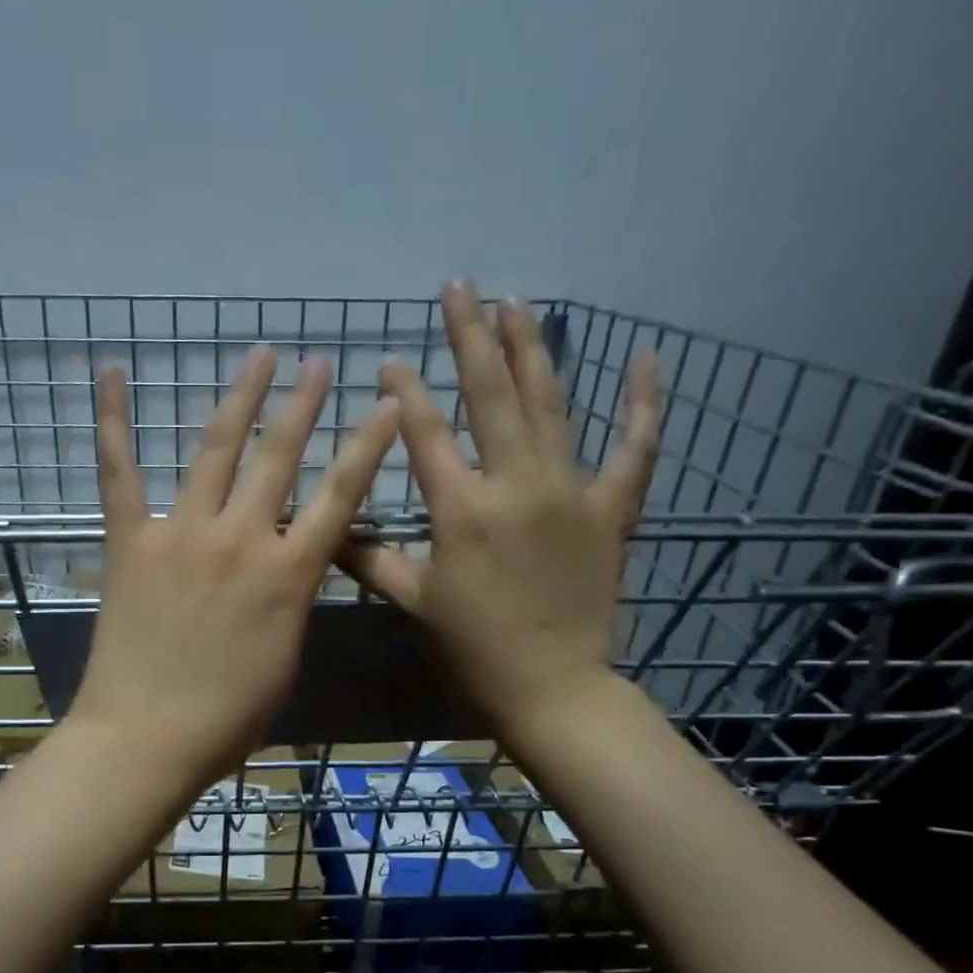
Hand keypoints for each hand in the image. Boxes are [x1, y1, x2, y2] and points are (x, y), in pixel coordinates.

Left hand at [70, 347, 399, 788]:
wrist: (148, 737)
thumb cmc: (228, 716)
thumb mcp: (284, 656)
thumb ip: (291, 600)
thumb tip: (290, 565)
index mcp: (289, 576)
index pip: (341, 496)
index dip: (367, 446)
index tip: (386, 404)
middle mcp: (242, 539)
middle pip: (280, 457)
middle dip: (304, 405)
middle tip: (318, 363)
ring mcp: (182, 534)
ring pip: (217, 449)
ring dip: (242, 397)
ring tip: (260, 354)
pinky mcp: (131, 541)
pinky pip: (120, 472)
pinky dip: (113, 421)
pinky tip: (112, 372)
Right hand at [338, 281, 661, 738]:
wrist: (553, 685)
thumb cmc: (475, 647)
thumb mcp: (416, 601)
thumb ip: (370, 559)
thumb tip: (325, 530)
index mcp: (461, 510)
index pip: (425, 433)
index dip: (404, 392)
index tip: (390, 359)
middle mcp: (515, 485)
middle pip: (490, 395)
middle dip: (470, 337)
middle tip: (459, 287)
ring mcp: (570, 491)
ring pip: (551, 404)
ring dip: (532, 348)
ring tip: (518, 302)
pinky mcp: (612, 508)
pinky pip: (635, 447)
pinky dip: (643, 403)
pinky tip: (647, 358)